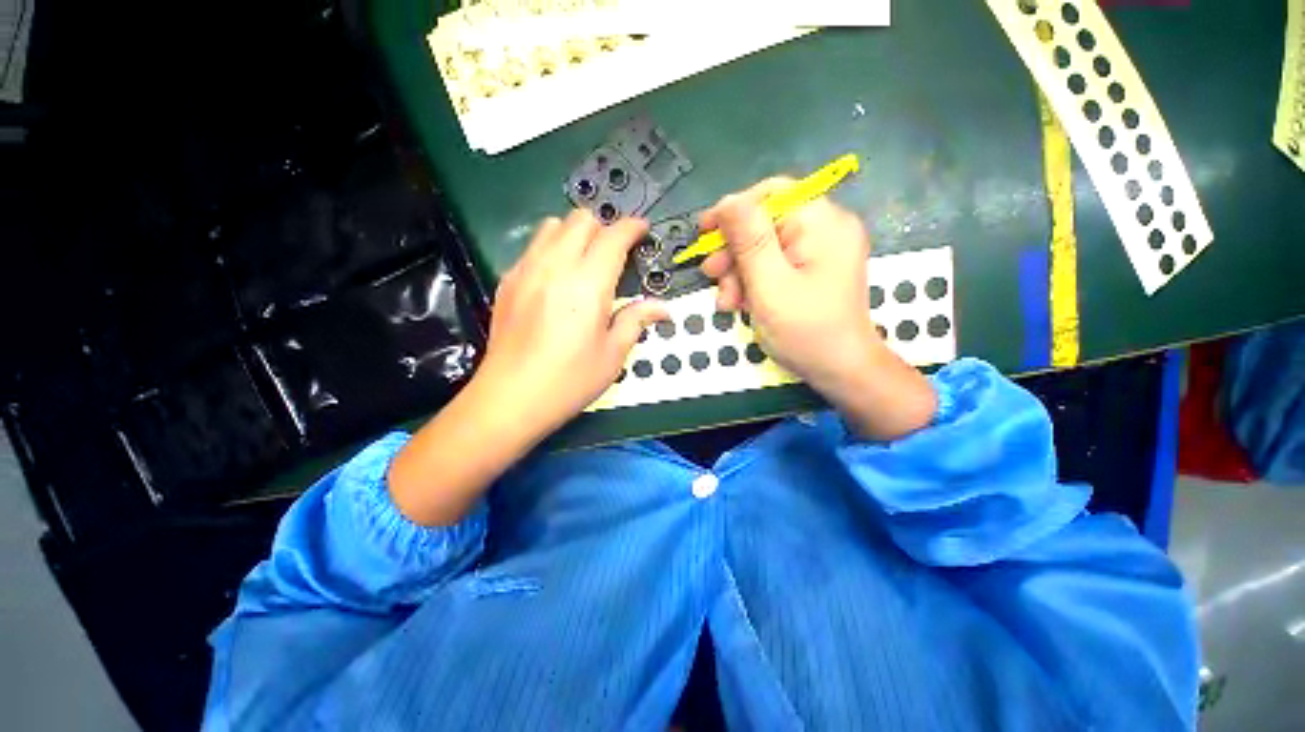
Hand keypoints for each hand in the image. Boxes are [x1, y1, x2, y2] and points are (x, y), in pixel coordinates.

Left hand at [389, 210, 667, 525]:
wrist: (511, 399)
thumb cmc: (569, 380)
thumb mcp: (613, 354)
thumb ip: (636, 321)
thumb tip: (661, 308)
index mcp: (587, 284)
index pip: (613, 237)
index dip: (632, 228)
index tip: (642, 232)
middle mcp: (555, 266)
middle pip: (580, 219)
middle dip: (604, 227)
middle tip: (615, 253)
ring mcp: (525, 270)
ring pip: (552, 226)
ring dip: (575, 233)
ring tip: (586, 260)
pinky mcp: (507, 281)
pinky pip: (532, 247)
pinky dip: (551, 248)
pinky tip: (557, 278)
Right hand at [700, 180, 935, 438]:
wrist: (839, 371)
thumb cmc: (806, 331)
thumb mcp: (769, 285)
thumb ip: (749, 241)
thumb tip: (728, 202)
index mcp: (822, 223)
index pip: (771, 195)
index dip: (733, 209)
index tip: (704, 232)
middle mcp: (824, 229)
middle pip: (765, 224)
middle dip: (733, 251)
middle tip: (710, 275)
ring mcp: (819, 251)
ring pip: (764, 248)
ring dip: (738, 272)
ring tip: (726, 301)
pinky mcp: (811, 271)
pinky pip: (773, 265)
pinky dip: (753, 282)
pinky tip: (740, 303)